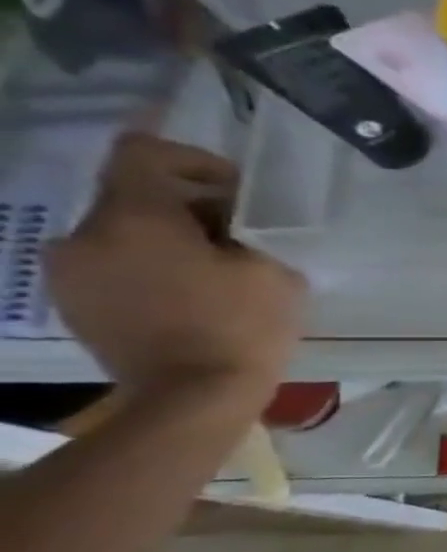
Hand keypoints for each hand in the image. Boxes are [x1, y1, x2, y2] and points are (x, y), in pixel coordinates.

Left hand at [47, 134, 306, 406]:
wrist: (193, 398)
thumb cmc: (242, 326)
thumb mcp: (272, 269)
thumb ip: (245, 233)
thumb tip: (226, 224)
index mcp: (133, 218)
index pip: (143, 152)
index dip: (192, 158)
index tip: (235, 188)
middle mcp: (84, 234)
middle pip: (132, 194)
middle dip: (186, 205)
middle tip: (238, 234)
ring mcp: (69, 271)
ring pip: (121, 231)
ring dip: (166, 237)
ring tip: (214, 268)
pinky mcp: (72, 302)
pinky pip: (110, 263)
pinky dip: (147, 265)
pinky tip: (187, 293)